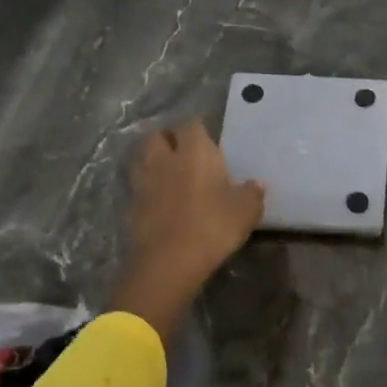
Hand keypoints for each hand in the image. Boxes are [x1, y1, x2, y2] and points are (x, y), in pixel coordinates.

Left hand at [114, 120, 264, 336]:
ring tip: (170, 173)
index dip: (199, 129)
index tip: (209, 139)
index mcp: (195, 152)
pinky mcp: (132, 206)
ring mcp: (144, 182)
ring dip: (154, 161)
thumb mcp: (246, 211)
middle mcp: (165, 159)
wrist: (169, 262)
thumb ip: (252, 193)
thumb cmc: (213, 226)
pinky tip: (161, 201)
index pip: (192, 125)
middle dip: (168, 139)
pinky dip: (148, 188)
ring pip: (143, 159)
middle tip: (184, 152)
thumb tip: (255, 185)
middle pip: (157, 136)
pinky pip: (139, 187)